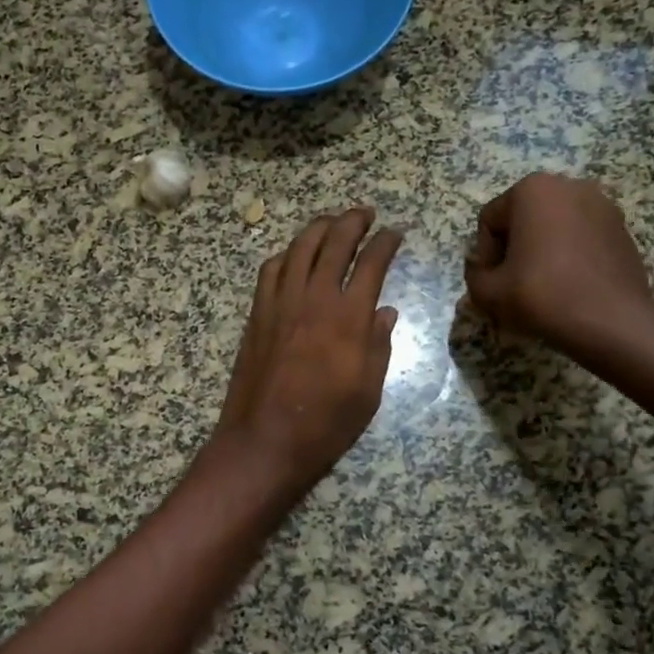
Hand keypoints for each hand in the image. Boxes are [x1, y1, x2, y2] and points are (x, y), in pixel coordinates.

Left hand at [212, 208, 402, 492]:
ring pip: (298, 248)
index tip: (395, 232)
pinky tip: (293, 256)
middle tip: (365, 214)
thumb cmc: (325, 423)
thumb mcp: (368, 391)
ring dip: (318, 228)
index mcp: (348, 317)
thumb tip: (385, 312)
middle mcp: (313, 298)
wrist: (265, 440)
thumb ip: (379, 345)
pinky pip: (270, 270)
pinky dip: (286, 254)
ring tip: (332, 222)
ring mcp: (280, 303)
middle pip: (333, 243)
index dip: (386, 242)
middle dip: (352, 221)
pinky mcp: (257, 314)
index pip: (371, 262)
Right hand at [464, 174, 653, 363]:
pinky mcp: (622, 228)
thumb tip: (482, 269)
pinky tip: (570, 285)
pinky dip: (570, 255)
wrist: (611, 321)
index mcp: (532, 189)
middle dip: (514, 248)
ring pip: (554, 227)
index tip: (493, 281)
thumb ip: (474, 274)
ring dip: (542, 250)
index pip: (490, 220)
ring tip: (543, 285)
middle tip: (513, 283)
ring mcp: (602, 205)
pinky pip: (581, 237)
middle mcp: (569, 186)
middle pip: (523, 218)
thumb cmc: (542, 295)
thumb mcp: (488, 291)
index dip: (484, 254)